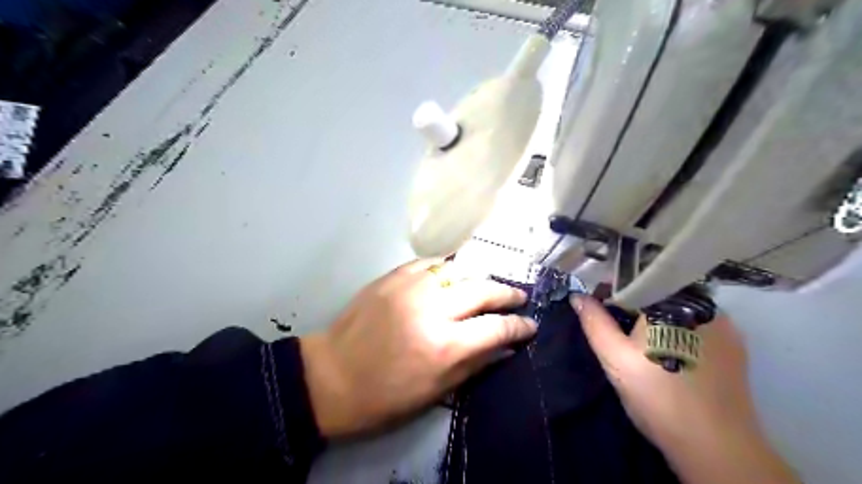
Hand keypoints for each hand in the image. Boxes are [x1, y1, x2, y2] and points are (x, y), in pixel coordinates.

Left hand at [301, 261, 535, 437]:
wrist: (331, 376)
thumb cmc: (384, 396)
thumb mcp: (435, 391)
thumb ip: (475, 364)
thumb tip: (505, 346)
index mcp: (444, 346)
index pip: (496, 328)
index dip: (519, 326)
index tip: (530, 324)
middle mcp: (432, 309)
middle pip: (482, 290)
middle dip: (507, 294)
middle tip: (519, 297)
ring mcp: (410, 287)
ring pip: (458, 270)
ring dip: (478, 278)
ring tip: (487, 287)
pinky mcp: (392, 277)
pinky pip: (429, 263)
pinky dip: (447, 268)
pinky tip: (452, 276)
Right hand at [571, 295, 796, 483]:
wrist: (716, 447)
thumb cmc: (657, 396)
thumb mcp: (615, 357)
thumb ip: (595, 322)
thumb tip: (577, 295)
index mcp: (671, 301)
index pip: (635, 279)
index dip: (611, 287)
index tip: (596, 301)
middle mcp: (702, 304)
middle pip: (659, 291)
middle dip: (633, 301)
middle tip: (615, 322)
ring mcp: (725, 324)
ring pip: (679, 307)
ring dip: (657, 314)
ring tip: (640, 338)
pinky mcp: (735, 345)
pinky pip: (698, 323)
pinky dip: (678, 327)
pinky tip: (668, 349)